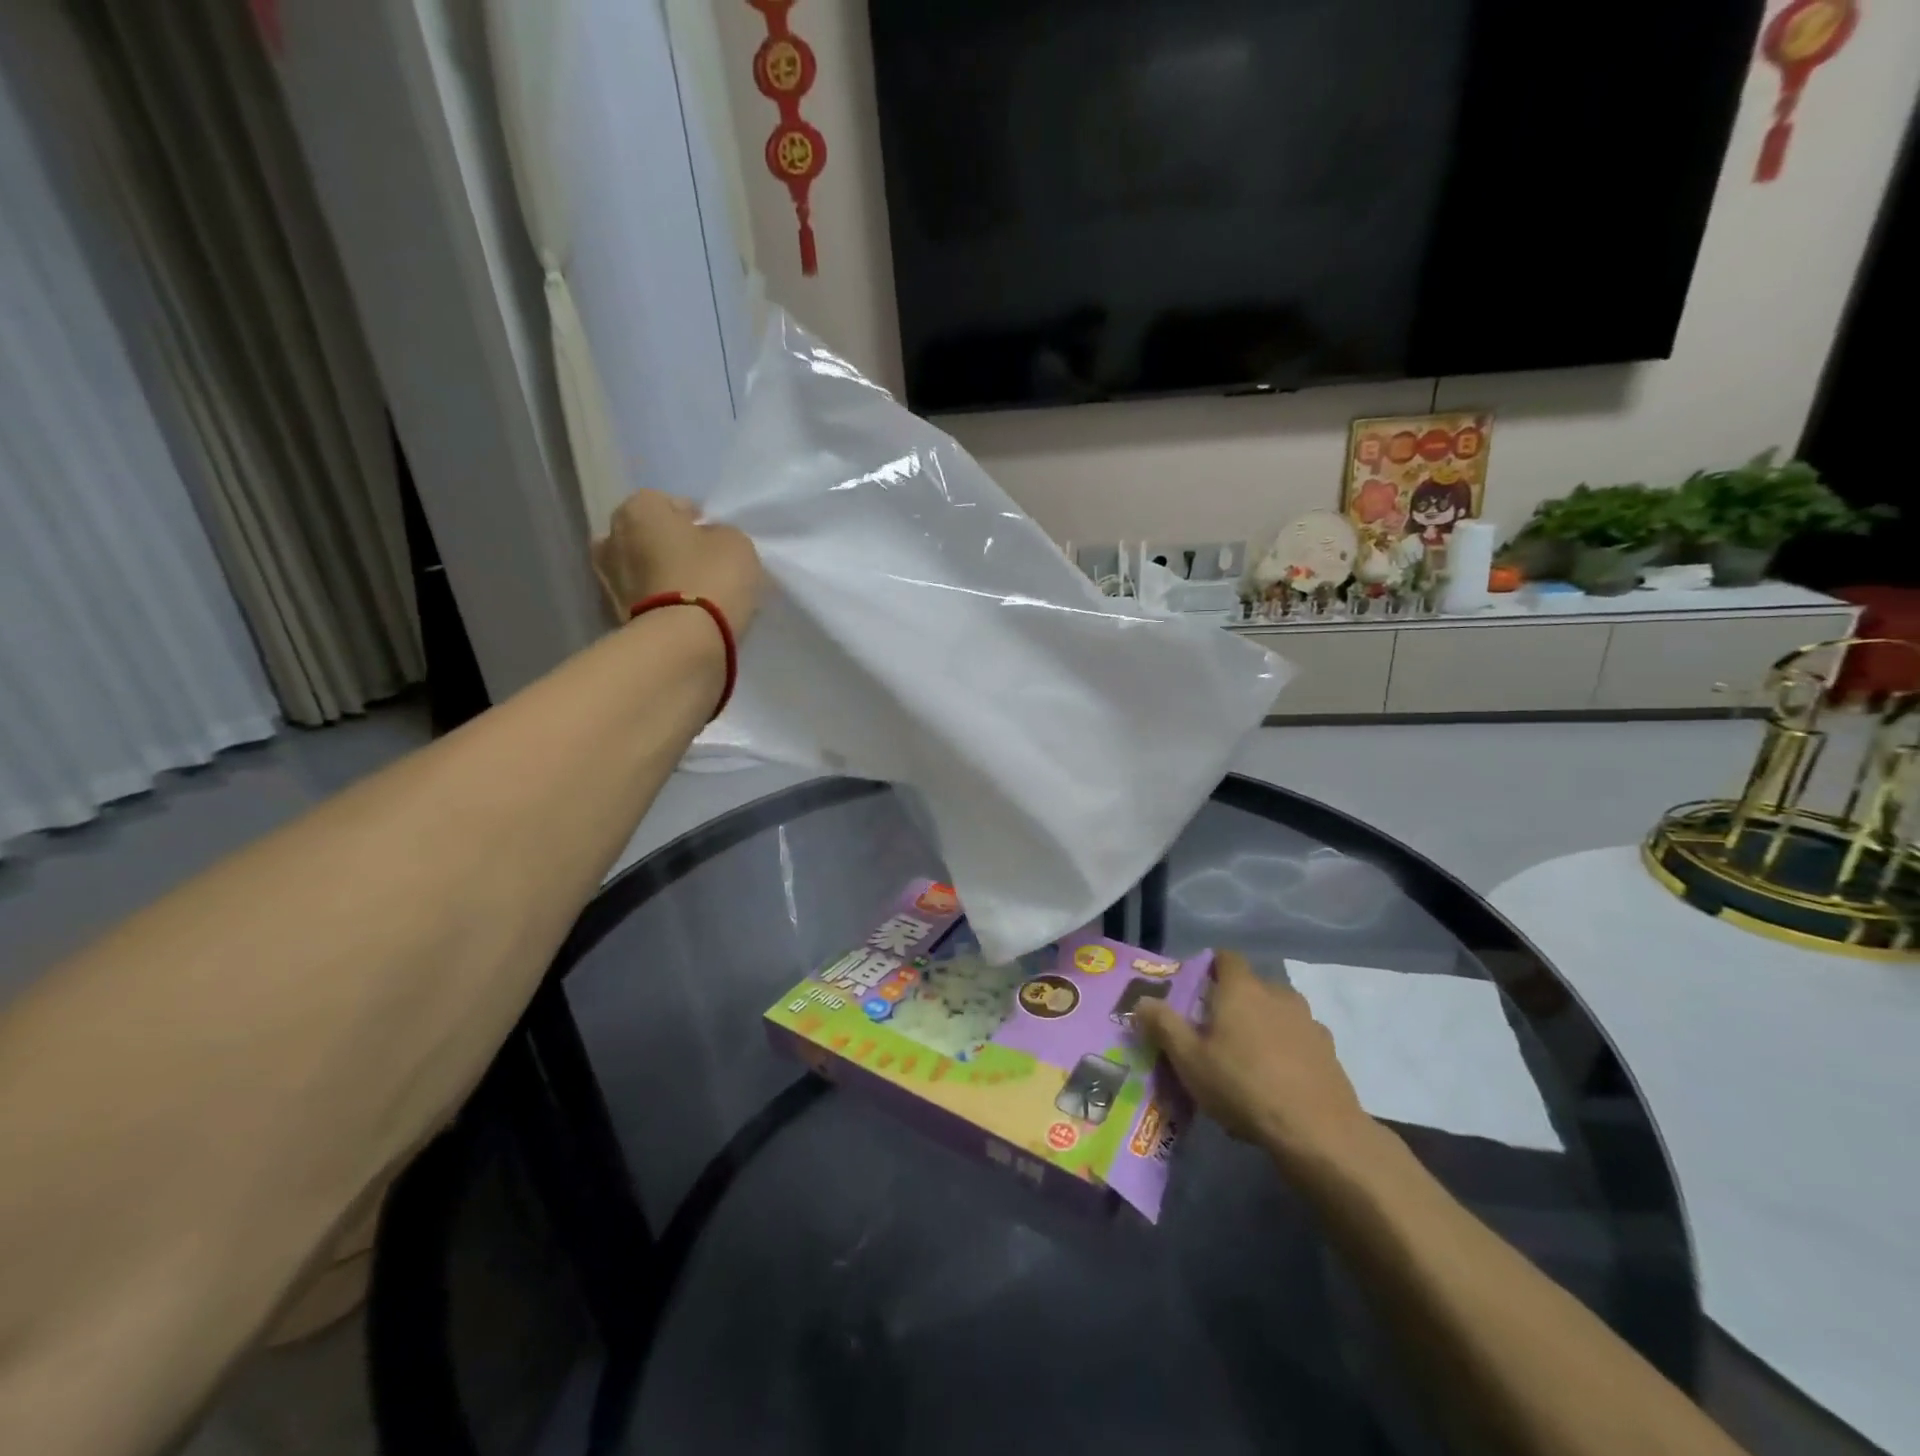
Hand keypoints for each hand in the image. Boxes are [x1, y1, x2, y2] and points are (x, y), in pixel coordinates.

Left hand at [592, 491, 761, 633]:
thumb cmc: (710, 578)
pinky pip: (644, 598)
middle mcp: (611, 537)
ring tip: (694, 592)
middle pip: (648, 535)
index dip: (694, 519)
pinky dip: (659, 601)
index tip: (714, 538)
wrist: (683, 641)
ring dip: (661, 574)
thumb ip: (720, 534)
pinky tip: (684, 612)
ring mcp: (607, 579)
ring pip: (642, 568)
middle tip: (701, 563)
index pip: (669, 503)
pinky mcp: (614, 615)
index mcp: (638, 509)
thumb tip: (709, 542)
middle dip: (669, 545)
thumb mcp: (736, 543)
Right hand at [1136, 951, 1376, 1172]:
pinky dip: (1286, 1052)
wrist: (1318, 1132)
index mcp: (1241, 989)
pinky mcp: (1329, 1051)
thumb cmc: (1243, 1086)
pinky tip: (1276, 1084)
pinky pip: (1298, 1040)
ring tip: (1246, 1062)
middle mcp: (1277, 994)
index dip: (1210, 968)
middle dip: (1234, 1003)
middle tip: (1214, 1034)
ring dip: (1262, 1027)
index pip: (1226, 957)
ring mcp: (1308, 1022)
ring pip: (1277, 1014)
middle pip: (1251, 987)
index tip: (1196, 992)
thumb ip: (1164, 1026)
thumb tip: (1141, 1001)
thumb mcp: (1189, 1060)